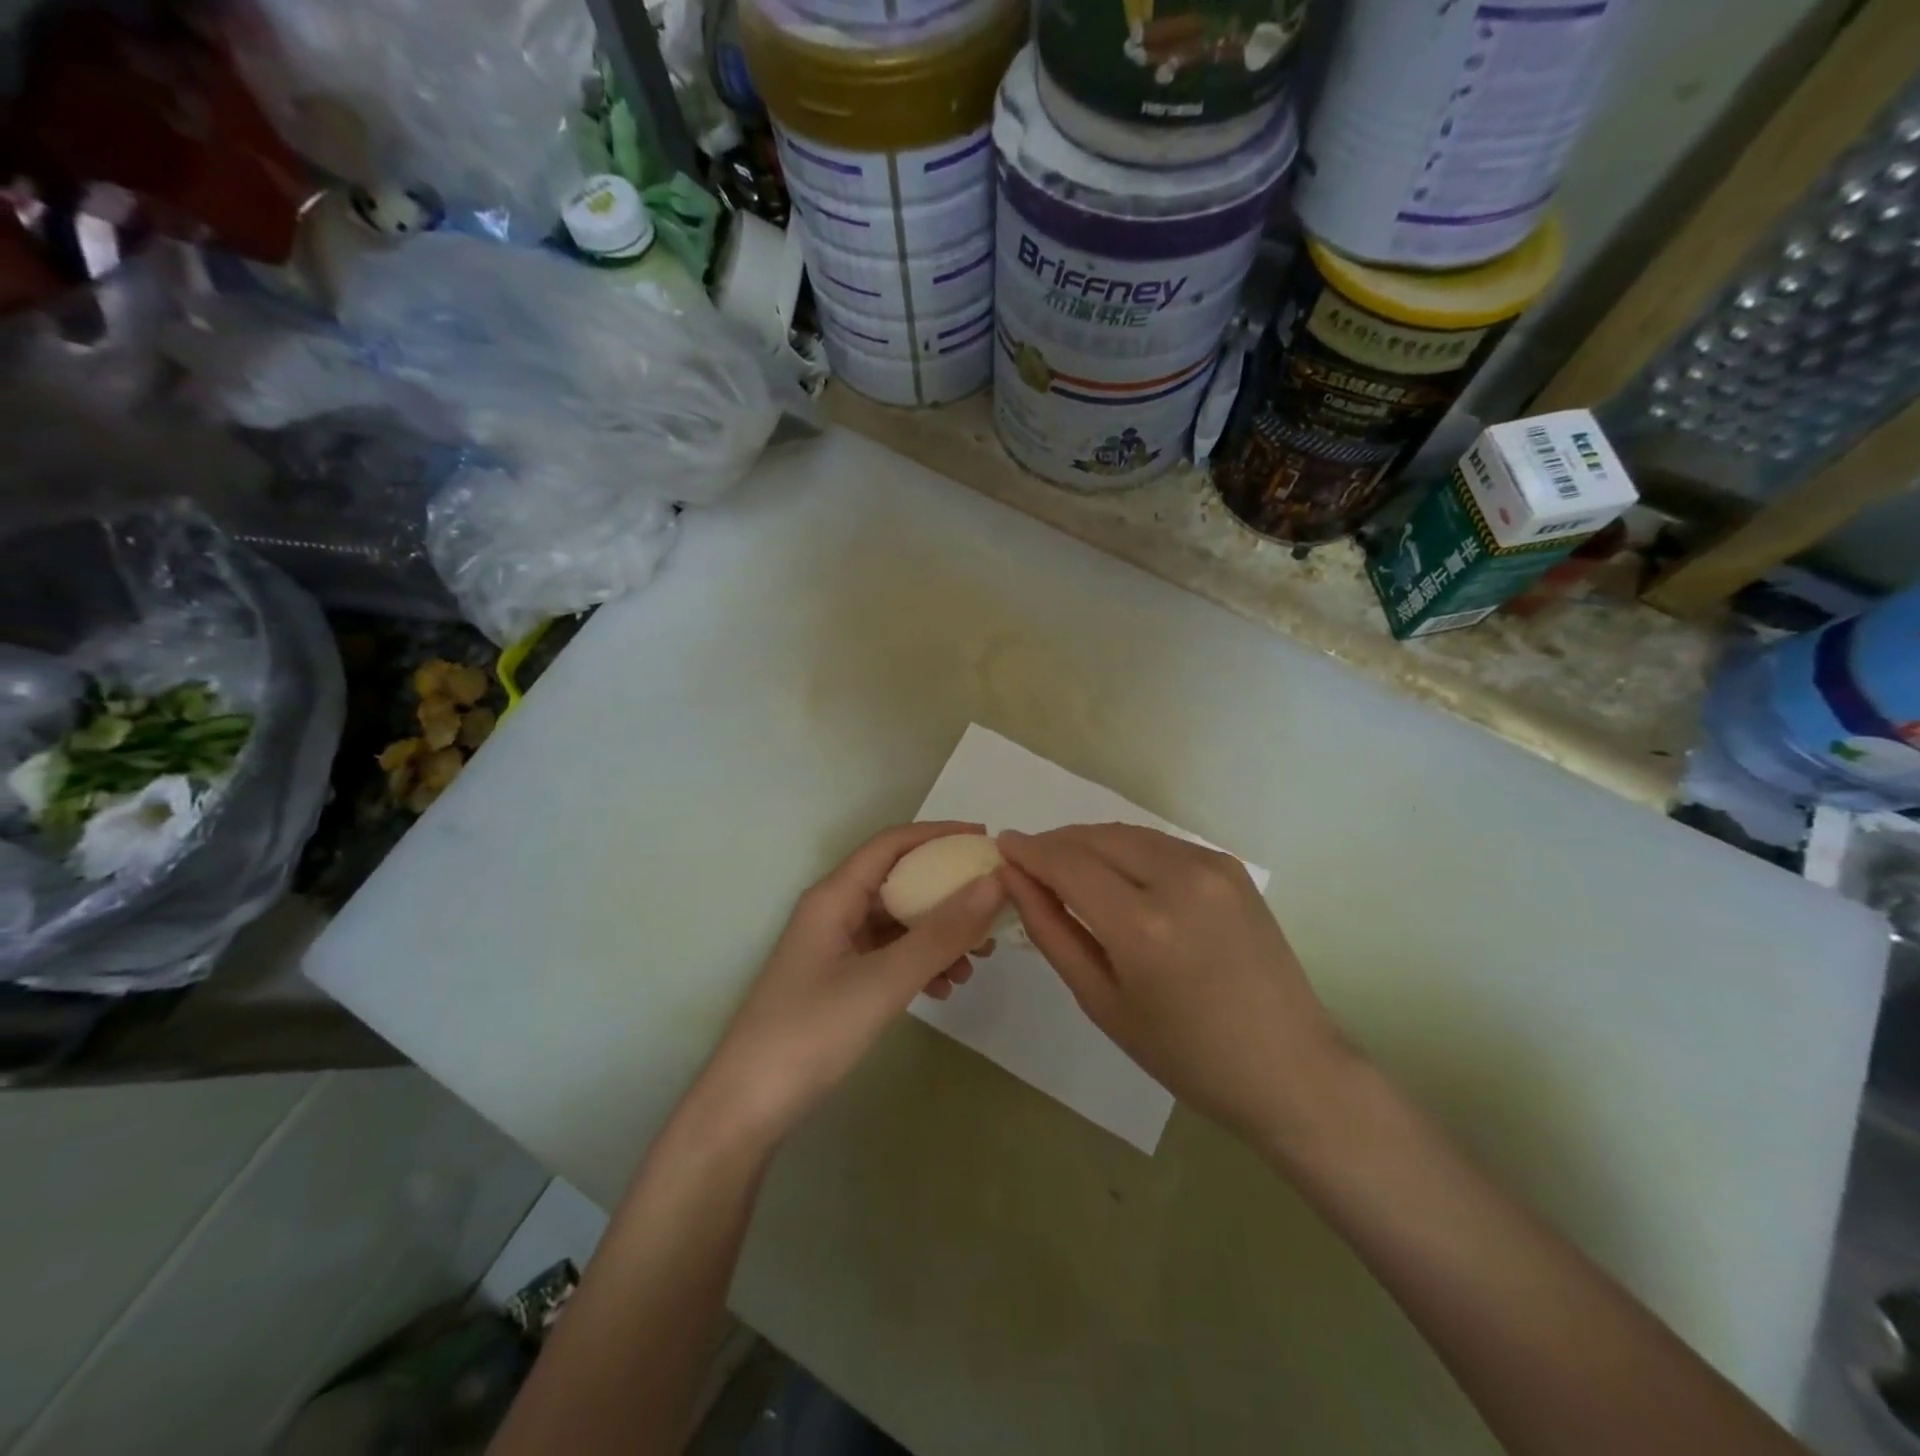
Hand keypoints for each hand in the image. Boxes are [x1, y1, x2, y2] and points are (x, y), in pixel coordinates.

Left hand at [694, 822, 1006, 1147]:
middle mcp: (835, 911)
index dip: (939, 834)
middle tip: (993, 912)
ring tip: (976, 962)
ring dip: (939, 934)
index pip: (892, 844)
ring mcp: (836, 947)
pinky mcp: (839, 979)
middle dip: (948, 893)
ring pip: (898, 922)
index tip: (987, 843)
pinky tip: (944, 989)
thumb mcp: (884, 981)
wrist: (748, 1108)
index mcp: (835, 896)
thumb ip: (940, 933)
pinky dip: (920, 963)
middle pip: (899, 882)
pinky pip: (890, 955)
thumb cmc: (812, 1033)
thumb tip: (993, 884)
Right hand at [999, 823, 1346, 1141]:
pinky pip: (1158, 843)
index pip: (1067, 864)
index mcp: (1143, 926)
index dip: (1029, 850)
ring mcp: (1210, 866)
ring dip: (1089, 842)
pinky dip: (1126, 849)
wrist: (1288, 1065)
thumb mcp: (1102, 1002)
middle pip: (1095, 837)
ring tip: (1066, 868)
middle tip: (1029, 863)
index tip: (1001, 846)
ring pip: (1126, 833)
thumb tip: (1014, 880)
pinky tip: (1116, 875)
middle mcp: (1179, 879)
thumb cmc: (1185, 1054)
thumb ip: (1053, 933)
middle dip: (1055, 843)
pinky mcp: (1228, 866)